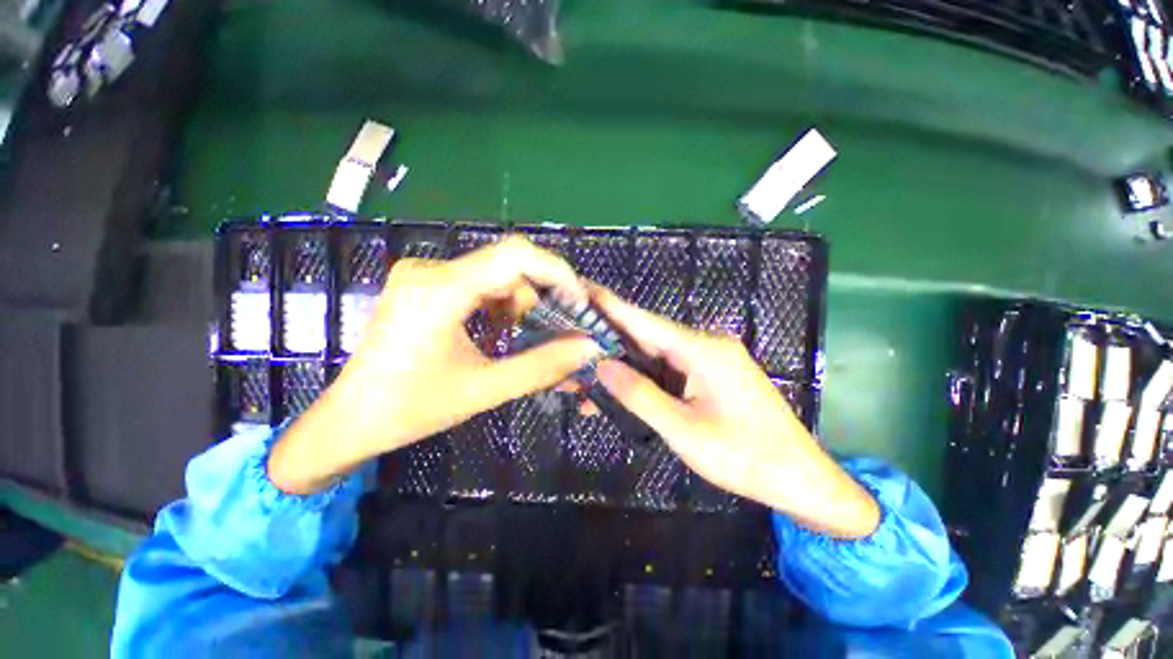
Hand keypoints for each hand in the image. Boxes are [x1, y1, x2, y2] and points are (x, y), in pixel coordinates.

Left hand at [268, 237, 601, 493]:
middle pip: (508, 266)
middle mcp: (431, 269)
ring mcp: (425, 275)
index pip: (515, 255)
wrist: (349, 419)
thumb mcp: (484, 390)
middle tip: (553, 331)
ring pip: (496, 275)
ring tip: (518, 339)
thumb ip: (543, 366)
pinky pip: (479, 284)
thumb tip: (589, 346)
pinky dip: (499, 305)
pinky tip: (495, 333)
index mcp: (440, 290)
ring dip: (518, 305)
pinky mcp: (425, 285)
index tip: (578, 303)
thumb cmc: (410, 409)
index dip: (556, 273)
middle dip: (538, 297)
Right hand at [591, 288, 879, 538]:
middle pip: (648, 337)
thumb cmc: (744, 456)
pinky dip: (644, 380)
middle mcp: (705, 345)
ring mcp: (709, 360)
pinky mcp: (710, 375)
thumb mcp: (683, 430)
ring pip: (656, 356)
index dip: (611, 306)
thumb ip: (640, 395)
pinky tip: (621, 391)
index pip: (646, 321)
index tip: (582, 290)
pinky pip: (669, 370)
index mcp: (703, 350)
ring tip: (586, 377)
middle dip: (609, 342)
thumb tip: (602, 366)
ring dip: (624, 367)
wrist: (799, 478)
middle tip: (572, 342)